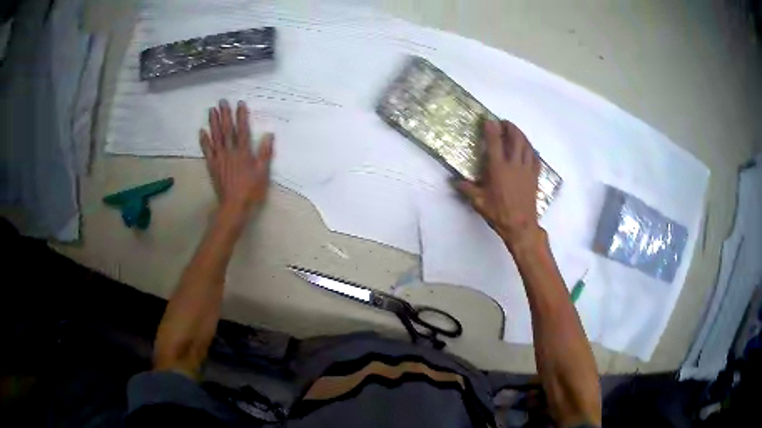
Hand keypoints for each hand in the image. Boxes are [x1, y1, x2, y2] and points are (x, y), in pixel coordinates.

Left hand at [200, 99, 273, 213]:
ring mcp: (219, 158)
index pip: (242, 130)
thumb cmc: (251, 190)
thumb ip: (265, 153)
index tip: (240, 103)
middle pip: (226, 130)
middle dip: (225, 114)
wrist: (234, 206)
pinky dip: (204, 141)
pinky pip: (207, 151)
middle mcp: (230, 152)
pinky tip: (201, 131)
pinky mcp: (212, 166)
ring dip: (213, 122)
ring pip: (215, 137)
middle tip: (222, 101)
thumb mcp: (263, 172)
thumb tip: (269, 134)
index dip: (241, 116)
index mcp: (243, 152)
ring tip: (211, 110)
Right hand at [456, 120, 542, 253]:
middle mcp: (514, 164)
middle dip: (511, 127)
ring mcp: (526, 169)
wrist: (521, 226)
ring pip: (527, 145)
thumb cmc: (499, 213)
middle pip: (516, 138)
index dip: (492, 129)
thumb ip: (467, 189)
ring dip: (522, 135)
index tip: (489, 120)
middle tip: (505, 123)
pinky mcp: (534, 176)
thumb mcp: (479, 202)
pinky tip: (529, 149)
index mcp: (498, 169)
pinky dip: (532, 150)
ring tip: (516, 132)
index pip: (495, 142)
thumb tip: (454, 182)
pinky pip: (535, 158)